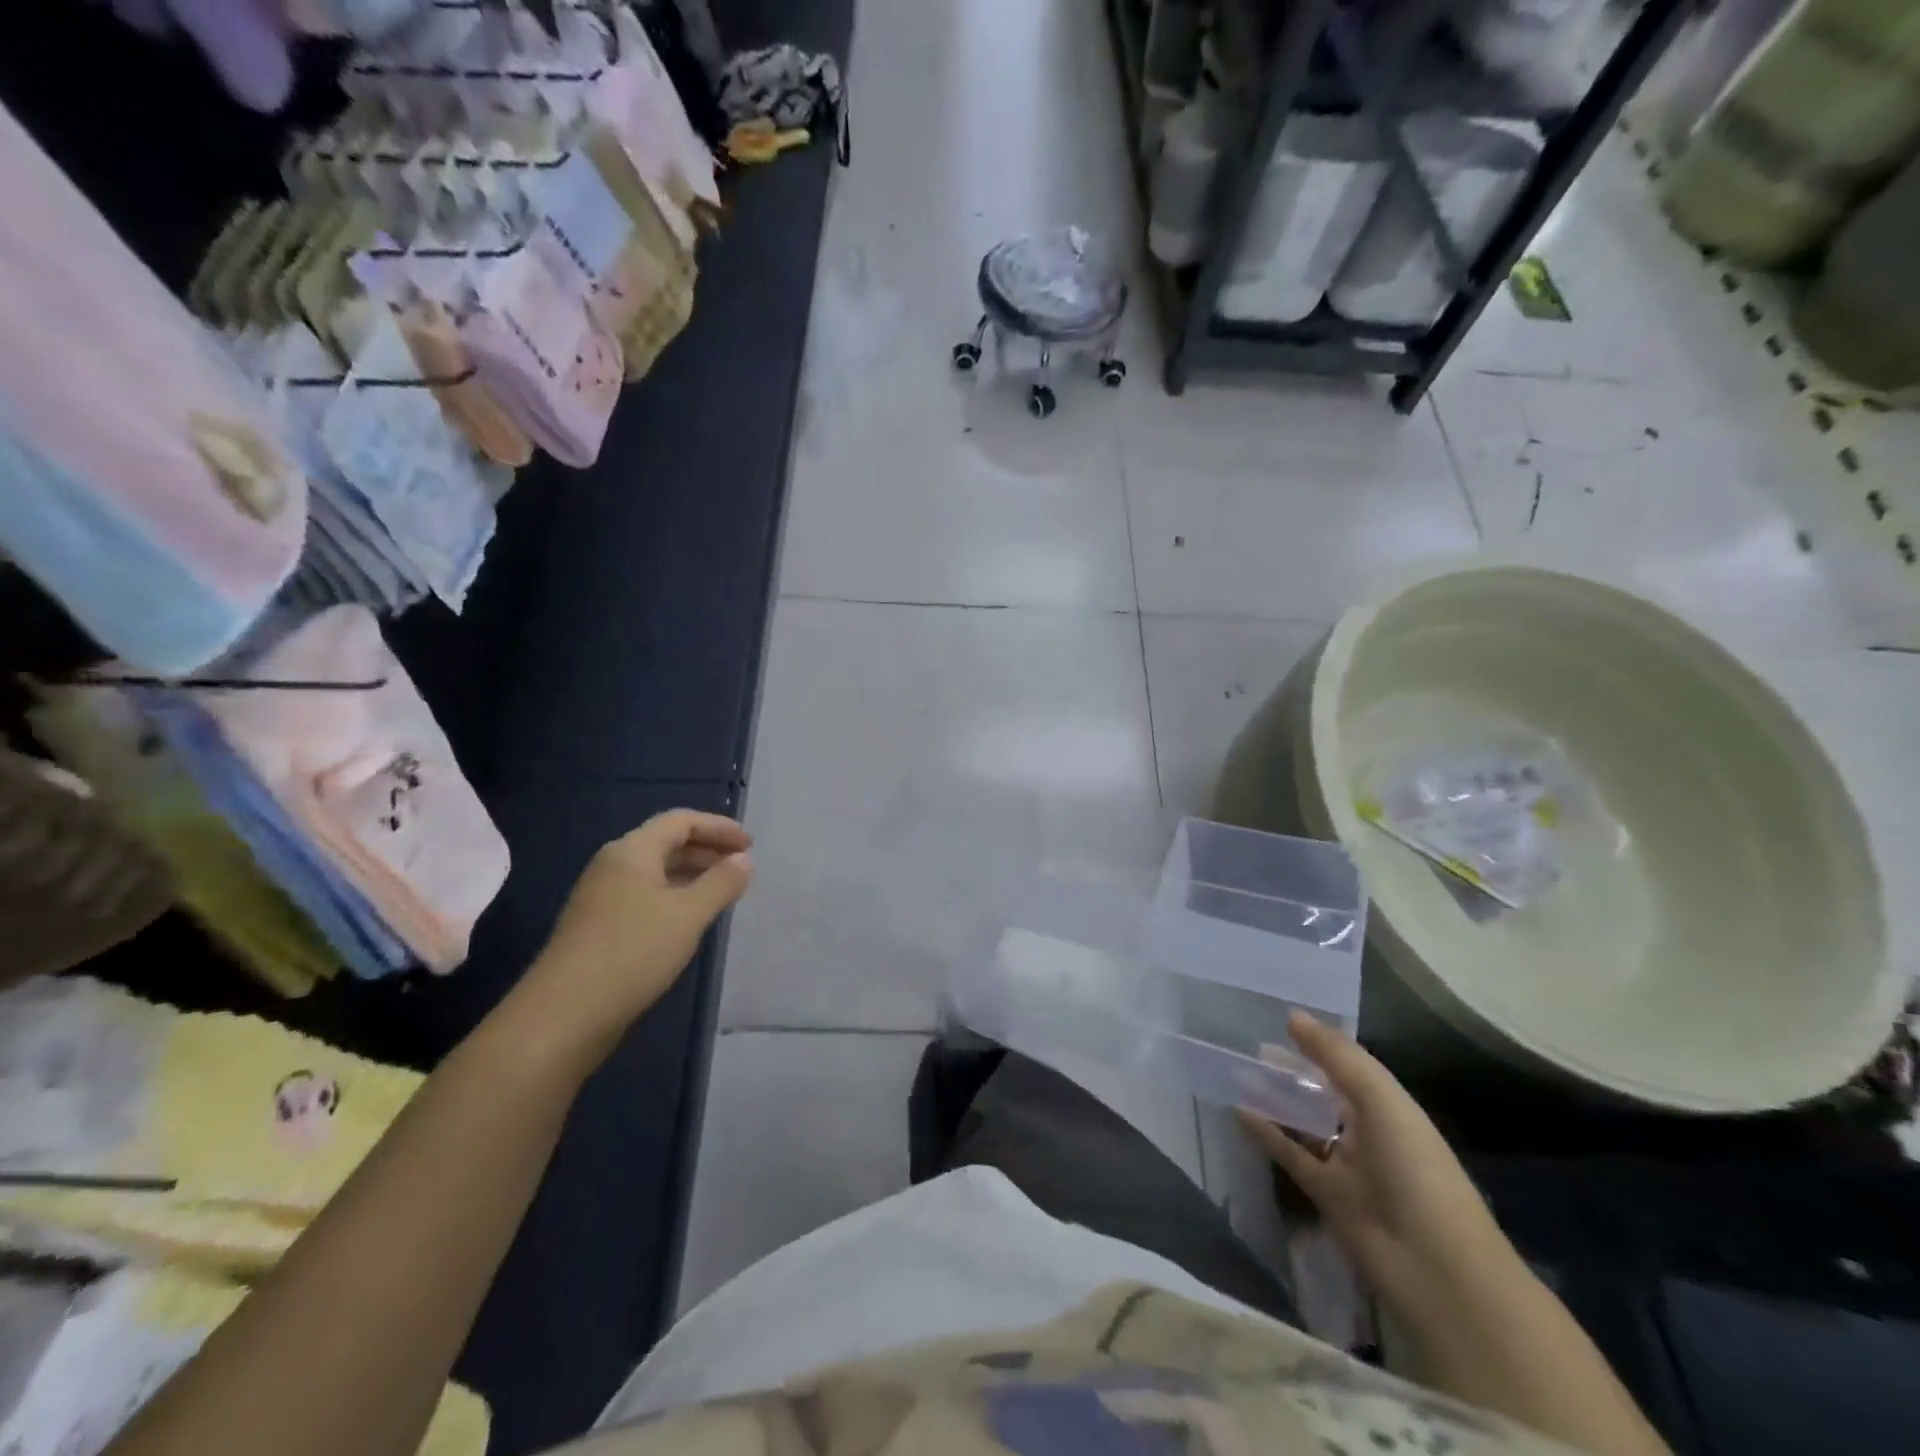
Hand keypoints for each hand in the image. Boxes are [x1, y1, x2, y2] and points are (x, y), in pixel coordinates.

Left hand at [510, 811, 753, 1067]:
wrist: (564, 1015)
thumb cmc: (633, 952)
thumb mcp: (689, 915)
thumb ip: (721, 883)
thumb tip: (744, 861)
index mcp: (631, 851)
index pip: (681, 821)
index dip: (718, 827)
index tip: (750, 845)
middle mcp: (613, 865)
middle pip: (667, 842)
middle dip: (707, 849)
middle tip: (742, 866)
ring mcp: (602, 897)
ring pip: (656, 871)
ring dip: (692, 874)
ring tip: (723, 892)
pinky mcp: (599, 926)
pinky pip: (646, 896)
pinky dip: (675, 896)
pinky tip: (690, 920)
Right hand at [1237, 1012, 1521, 1321]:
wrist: (1435, 1267)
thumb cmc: (1415, 1169)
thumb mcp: (1381, 1100)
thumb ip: (1335, 1056)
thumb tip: (1292, 1016)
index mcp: (1389, 1106)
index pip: (1348, 1065)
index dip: (1318, 1043)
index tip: (1278, 1022)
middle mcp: (1368, 1131)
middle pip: (1323, 1093)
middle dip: (1291, 1072)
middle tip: (1251, 1049)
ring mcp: (1347, 1165)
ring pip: (1305, 1124)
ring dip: (1275, 1101)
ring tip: (1237, 1074)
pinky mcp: (1326, 1194)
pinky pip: (1291, 1155)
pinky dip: (1267, 1135)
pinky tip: (1238, 1113)